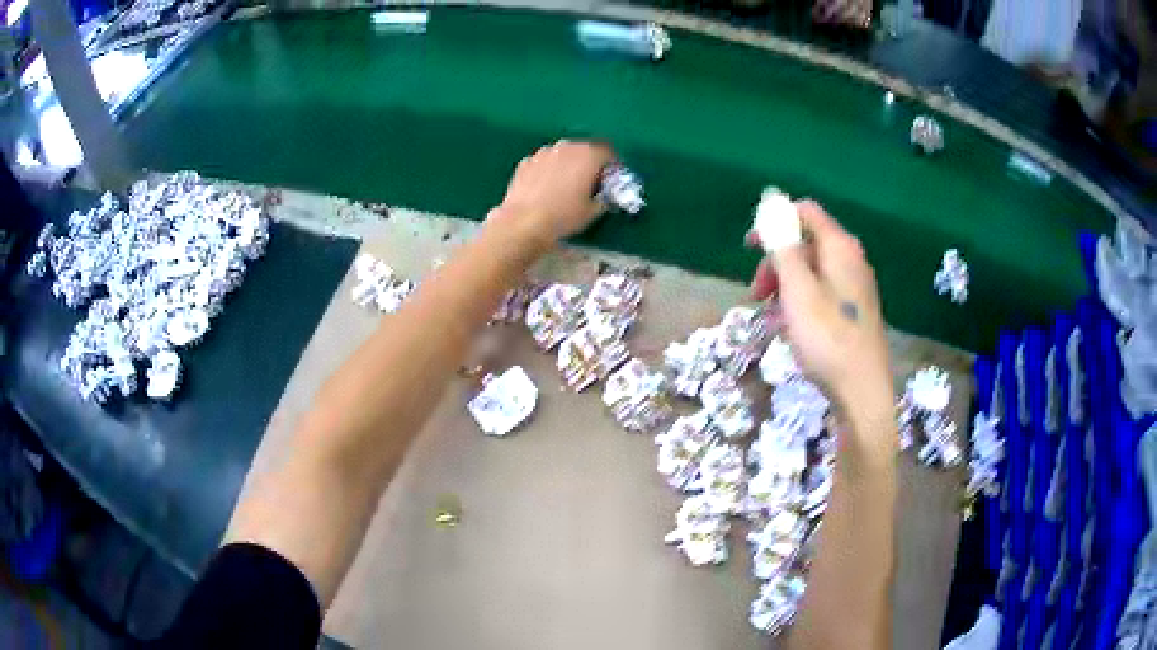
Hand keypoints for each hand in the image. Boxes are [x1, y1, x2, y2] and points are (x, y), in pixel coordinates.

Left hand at [491, 141, 615, 244]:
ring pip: (562, 153)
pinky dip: (548, 170)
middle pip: (584, 149)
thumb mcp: (593, 211)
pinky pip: (544, 162)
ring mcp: (544, 152)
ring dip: (567, 164)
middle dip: (589, 163)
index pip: (607, 152)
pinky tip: (545, 187)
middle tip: (589, 182)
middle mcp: (566, 147)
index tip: (609, 179)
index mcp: (588, 155)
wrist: (523, 222)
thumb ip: (604, 197)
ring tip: (565, 184)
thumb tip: (604, 195)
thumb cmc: (563, 216)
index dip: (611, 166)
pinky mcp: (526, 162)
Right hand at [750, 201, 893, 416]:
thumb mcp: (797, 290)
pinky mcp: (855, 310)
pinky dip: (800, 301)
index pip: (806, 211)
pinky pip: (822, 292)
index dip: (775, 220)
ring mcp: (856, 286)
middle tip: (756, 292)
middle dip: (777, 261)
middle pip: (807, 242)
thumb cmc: (827, 337)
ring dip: (785, 285)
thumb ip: (784, 248)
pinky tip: (789, 327)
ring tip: (769, 315)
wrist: (862, 390)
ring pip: (812, 270)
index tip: (751, 247)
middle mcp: (852, 259)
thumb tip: (773, 210)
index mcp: (840, 247)